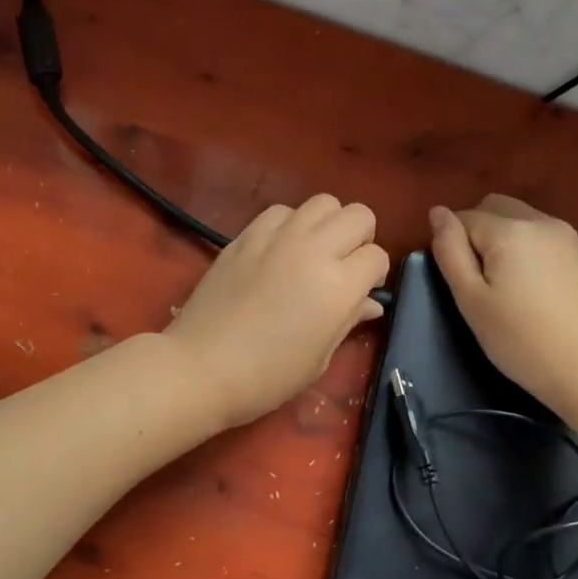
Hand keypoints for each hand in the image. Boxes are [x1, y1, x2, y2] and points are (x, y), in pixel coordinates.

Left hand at [166, 195, 389, 428]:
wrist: (201, 367)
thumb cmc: (268, 376)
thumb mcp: (319, 358)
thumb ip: (348, 320)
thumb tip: (371, 303)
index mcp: (338, 285)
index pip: (377, 256)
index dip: (375, 274)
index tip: (363, 292)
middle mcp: (313, 250)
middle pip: (358, 215)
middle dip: (361, 238)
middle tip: (344, 265)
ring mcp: (276, 237)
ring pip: (322, 202)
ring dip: (327, 224)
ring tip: (313, 251)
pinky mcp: (246, 235)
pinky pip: (281, 211)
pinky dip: (289, 224)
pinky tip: (280, 249)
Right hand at [428, 195, 577, 419]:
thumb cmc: (521, 340)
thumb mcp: (471, 300)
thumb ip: (450, 251)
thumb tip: (438, 212)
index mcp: (509, 230)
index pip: (464, 217)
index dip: (455, 245)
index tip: (463, 283)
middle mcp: (542, 222)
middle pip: (497, 207)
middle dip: (480, 232)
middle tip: (482, 280)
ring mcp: (573, 238)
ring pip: (526, 221)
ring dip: (509, 241)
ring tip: (513, 288)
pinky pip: (551, 241)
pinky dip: (536, 253)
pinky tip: (543, 294)